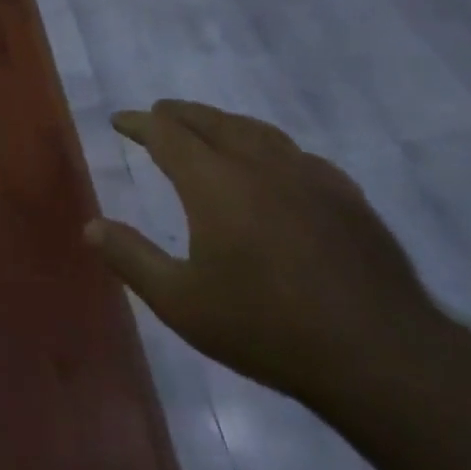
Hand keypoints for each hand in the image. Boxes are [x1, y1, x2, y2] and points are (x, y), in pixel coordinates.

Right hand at [87, 99, 441, 406]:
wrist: (380, 356)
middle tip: (159, 113)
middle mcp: (260, 165)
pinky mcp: (346, 196)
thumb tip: (90, 226)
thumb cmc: (267, 328)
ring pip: (256, 130)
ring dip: (223, 122)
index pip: (168, 135)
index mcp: (215, 183)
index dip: (140, 123)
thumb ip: (131, 258)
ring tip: (207, 127)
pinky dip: (267, 145)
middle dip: (179, 114)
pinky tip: (273, 164)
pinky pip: (295, 153)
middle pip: (212, 121)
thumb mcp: (181, 303)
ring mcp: (308, 176)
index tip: (121, 120)